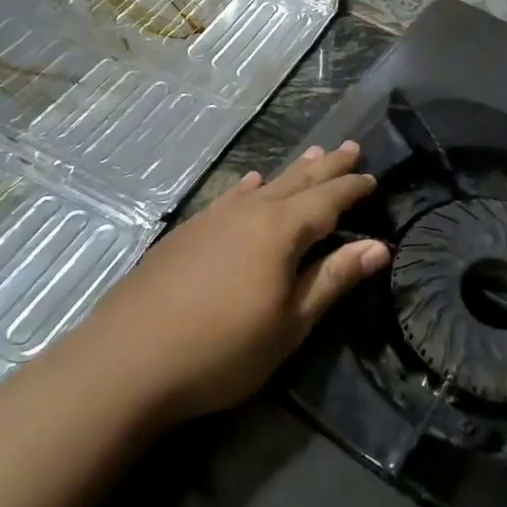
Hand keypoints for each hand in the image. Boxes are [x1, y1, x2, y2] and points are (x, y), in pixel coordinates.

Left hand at [84, 141, 388, 422]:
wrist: (127, 359)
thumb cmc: (222, 349)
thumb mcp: (290, 324)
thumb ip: (332, 280)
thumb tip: (378, 246)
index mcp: (280, 232)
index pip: (327, 200)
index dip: (352, 189)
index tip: (372, 179)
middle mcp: (249, 212)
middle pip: (297, 182)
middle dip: (327, 166)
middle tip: (351, 147)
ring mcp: (214, 218)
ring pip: (263, 186)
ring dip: (292, 171)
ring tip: (313, 154)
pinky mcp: (187, 232)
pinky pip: (230, 197)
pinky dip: (248, 188)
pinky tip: (250, 184)